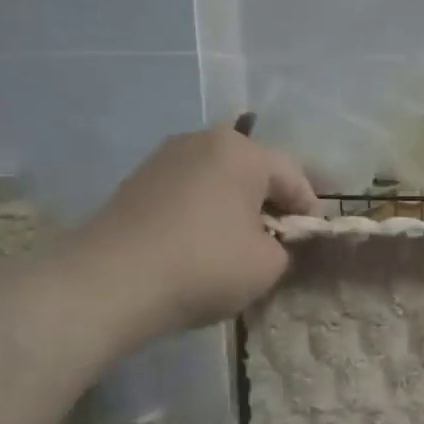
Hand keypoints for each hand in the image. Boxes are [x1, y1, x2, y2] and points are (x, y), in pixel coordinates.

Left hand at [59, 127, 317, 348]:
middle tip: (279, 242)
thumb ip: (285, 247)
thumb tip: (272, 242)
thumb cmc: (205, 264)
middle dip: (270, 205)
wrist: (111, 282)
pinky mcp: (136, 183)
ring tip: (240, 246)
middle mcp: (201, 141)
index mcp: (241, 151)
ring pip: (218, 182)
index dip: (309, 209)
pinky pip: (188, 194)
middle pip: (252, 173)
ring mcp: (163, 160)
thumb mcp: (269, 264)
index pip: (293, 176)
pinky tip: (202, 246)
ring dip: (235, 209)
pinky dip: (204, 215)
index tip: (312, 239)